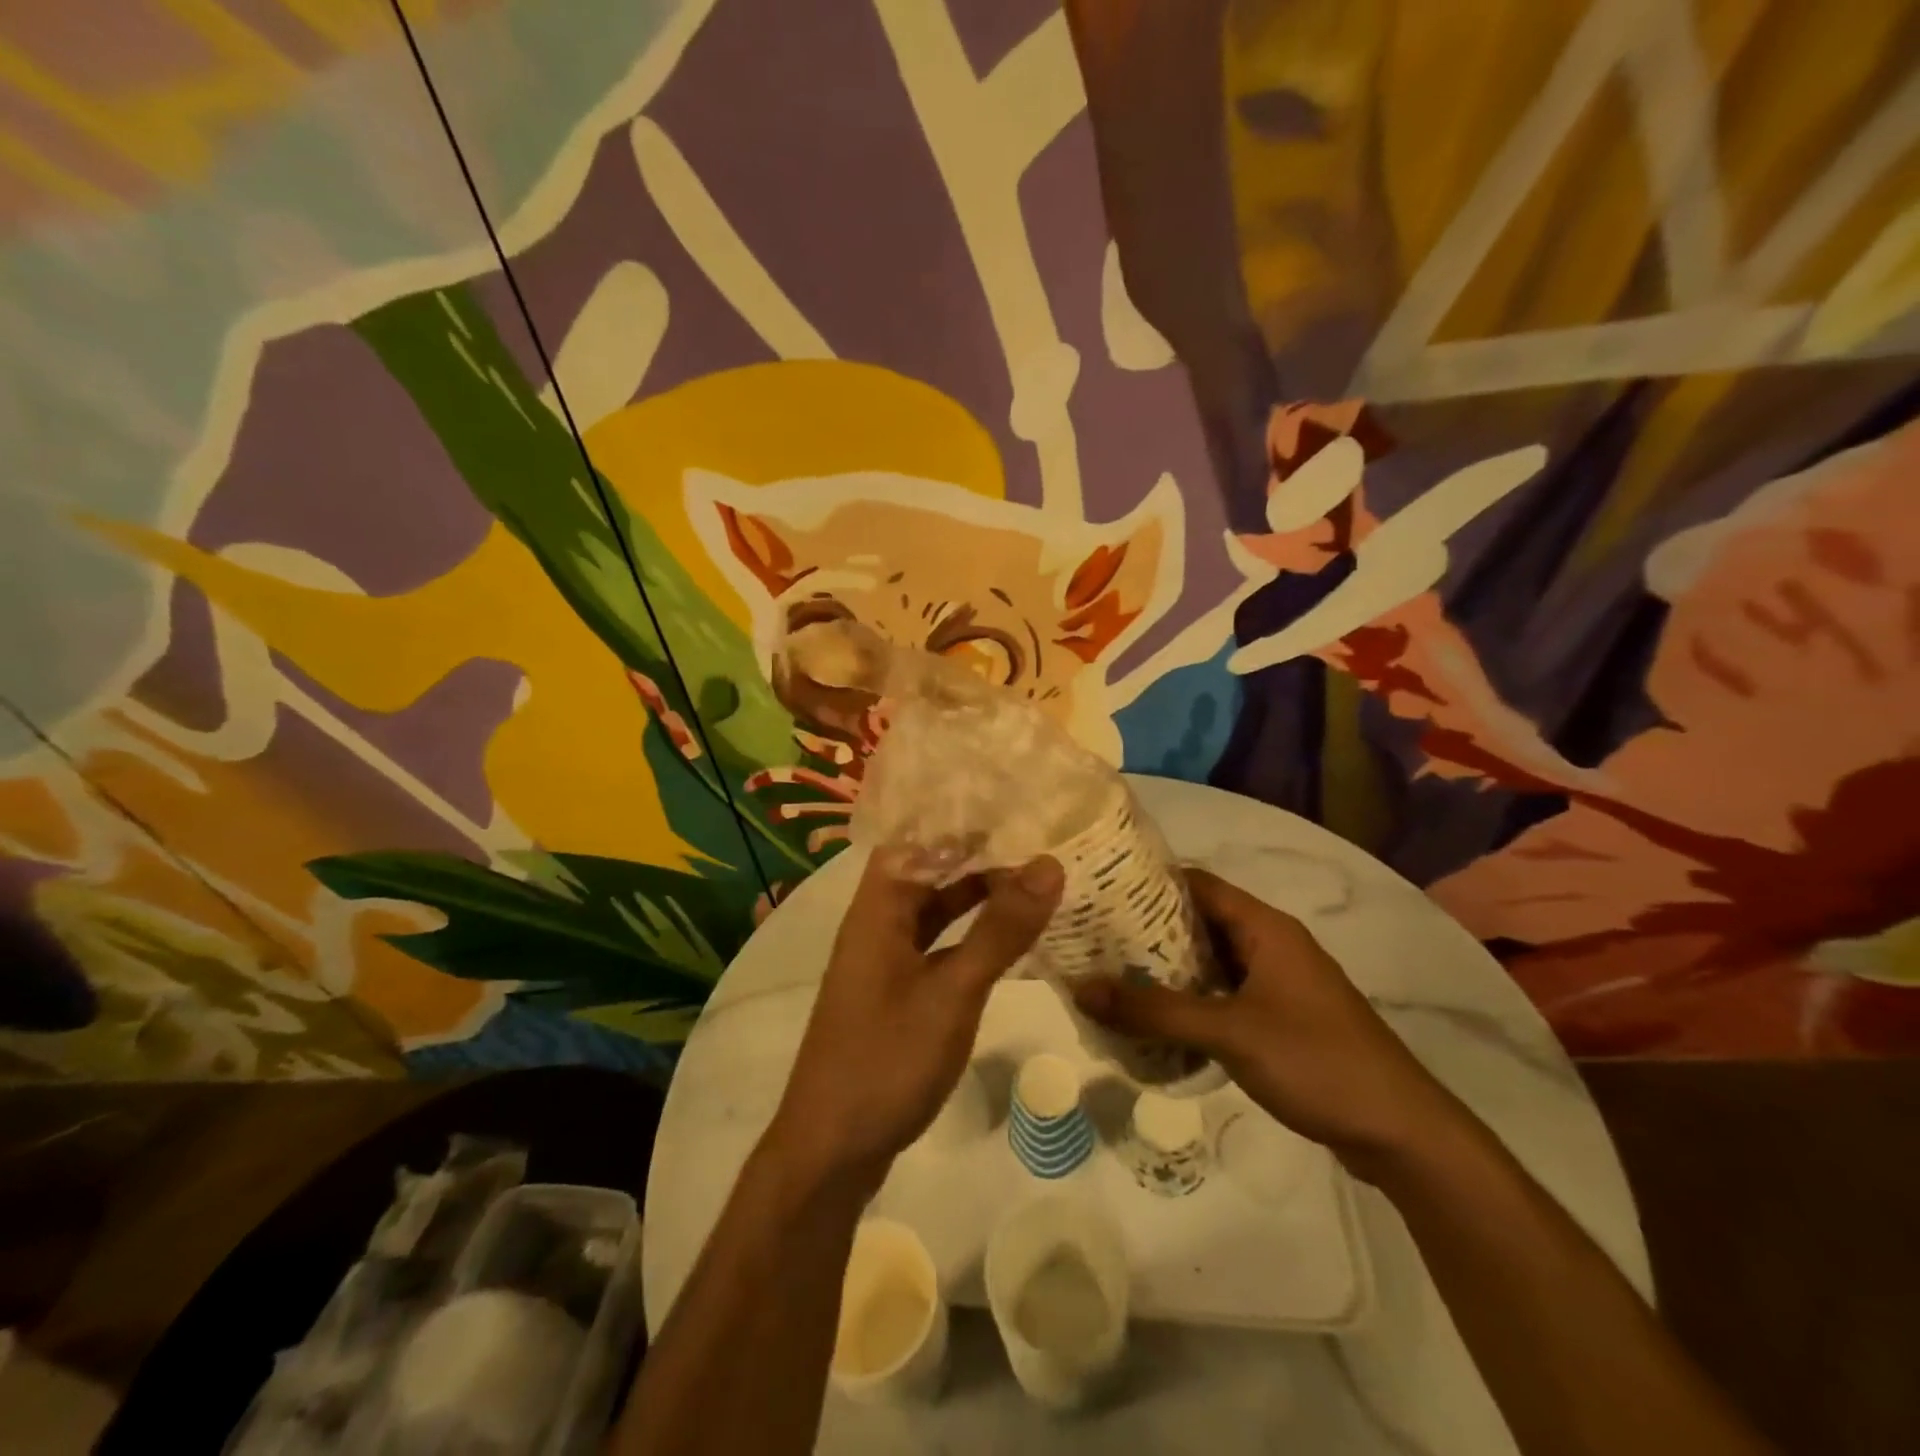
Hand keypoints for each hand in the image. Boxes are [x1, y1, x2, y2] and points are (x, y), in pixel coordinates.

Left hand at [767, 850, 1063, 1189]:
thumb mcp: (954, 991)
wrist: (831, 1150)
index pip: (913, 837)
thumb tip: (1048, 863)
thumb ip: (1000, 929)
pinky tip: (1007, 940)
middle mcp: (876, 925)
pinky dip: (969, 937)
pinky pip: (936, 947)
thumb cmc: (887, 1058)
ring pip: (933, 912)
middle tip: (1037, 838)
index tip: (1011, 802)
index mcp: (878, 909)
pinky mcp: (896, 994)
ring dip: (975, 897)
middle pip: (926, 872)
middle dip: (976, 855)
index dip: (956, 817)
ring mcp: (885, 962)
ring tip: (1033, 880)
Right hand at [1071, 868, 1464, 1177]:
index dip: (1148, 882)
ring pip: (1212, 960)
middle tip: (1095, 938)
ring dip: (1168, 968)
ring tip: (1114, 975)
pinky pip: (1225, 993)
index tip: (1100, 891)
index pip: (1196, 883)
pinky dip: (1191, 999)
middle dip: (1148, 929)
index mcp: (1265, 927)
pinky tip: (1157, 1019)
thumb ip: (1155, 1012)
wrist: (1401, 1132)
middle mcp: (1271, 944)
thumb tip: (1081, 988)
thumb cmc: (1316, 1061)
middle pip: (1200, 921)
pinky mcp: (1281, 1017)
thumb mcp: (1229, 1033)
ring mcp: (1278, 982)